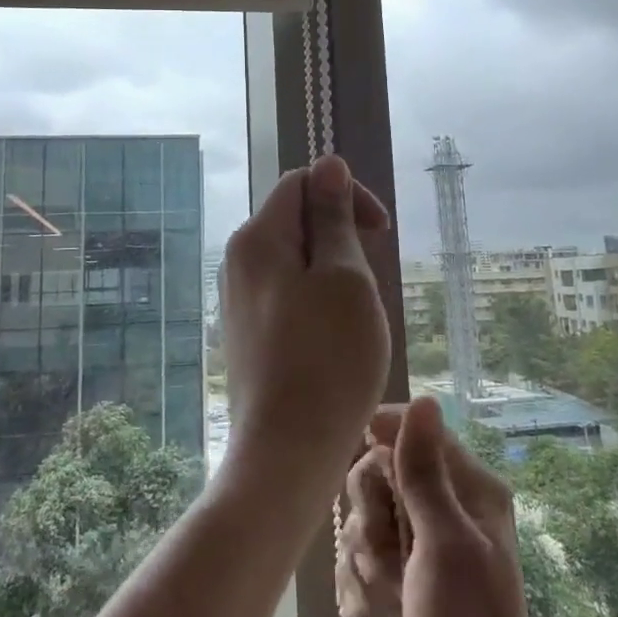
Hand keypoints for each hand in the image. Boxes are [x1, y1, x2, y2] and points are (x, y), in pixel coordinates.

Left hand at [222, 155, 392, 470]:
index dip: (346, 194)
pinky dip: (316, 300)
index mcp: (258, 238)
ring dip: (333, 271)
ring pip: (294, 259)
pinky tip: (334, 338)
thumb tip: (329, 164)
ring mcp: (238, 298)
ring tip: (355, 315)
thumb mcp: (344, 277)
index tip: (379, 232)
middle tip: (369, 280)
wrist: (287, 452)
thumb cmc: (327, 358)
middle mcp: (238, 260)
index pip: (302, 183)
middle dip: (340, 236)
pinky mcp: (247, 332)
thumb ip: (333, 216)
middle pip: (295, 219)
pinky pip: (286, 293)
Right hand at [337, 398, 538, 616]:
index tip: (364, 460)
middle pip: (383, 471)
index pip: (418, 430)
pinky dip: (361, 578)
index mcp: (470, 487)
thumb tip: (424, 399)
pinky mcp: (406, 570)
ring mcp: (424, 539)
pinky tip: (367, 611)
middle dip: (372, 511)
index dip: (384, 438)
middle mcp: (447, 503)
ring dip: (364, 551)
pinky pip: (366, 551)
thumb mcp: (443, 542)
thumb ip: (424, 472)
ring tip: (381, 589)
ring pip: (368, 513)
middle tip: (383, 548)